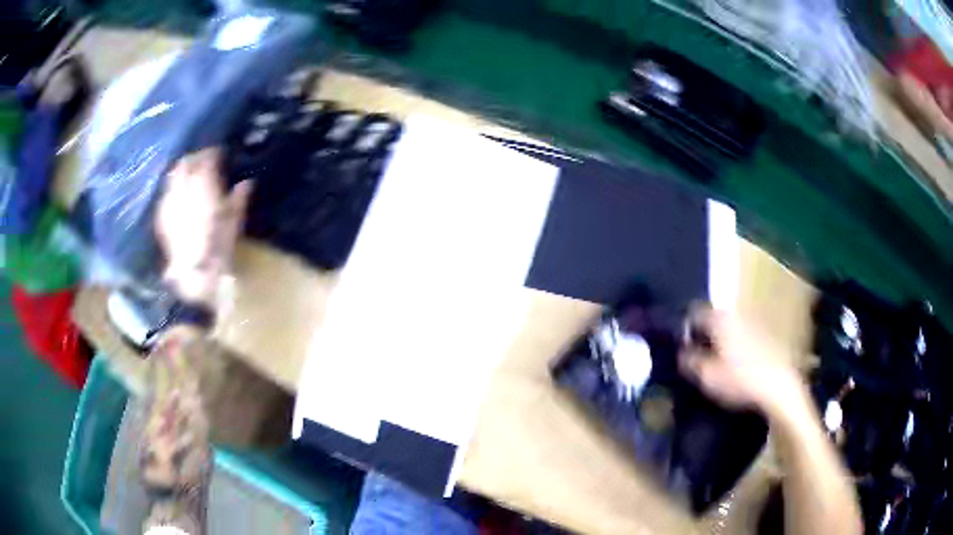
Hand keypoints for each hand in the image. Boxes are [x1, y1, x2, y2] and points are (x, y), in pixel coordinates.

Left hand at [155, 148, 251, 305]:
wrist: (196, 273)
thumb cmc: (220, 244)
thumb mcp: (235, 220)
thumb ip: (239, 198)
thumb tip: (246, 183)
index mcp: (203, 183)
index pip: (205, 159)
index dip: (212, 153)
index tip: (219, 152)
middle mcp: (183, 187)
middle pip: (185, 164)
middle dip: (193, 159)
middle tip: (202, 160)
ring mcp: (169, 201)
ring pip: (172, 177)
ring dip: (181, 173)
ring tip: (188, 176)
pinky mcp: (161, 216)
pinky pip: (166, 195)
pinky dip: (172, 191)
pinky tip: (176, 197)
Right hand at [679, 304, 803, 415]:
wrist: (779, 386)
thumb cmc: (740, 380)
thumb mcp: (707, 377)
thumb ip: (690, 361)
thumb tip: (681, 351)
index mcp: (719, 319)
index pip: (694, 312)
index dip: (683, 327)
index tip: (679, 345)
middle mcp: (736, 315)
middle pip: (713, 318)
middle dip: (702, 333)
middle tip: (694, 355)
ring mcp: (753, 324)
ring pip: (728, 327)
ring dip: (719, 340)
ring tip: (713, 362)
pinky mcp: (766, 336)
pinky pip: (742, 336)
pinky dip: (734, 346)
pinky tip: (734, 365)